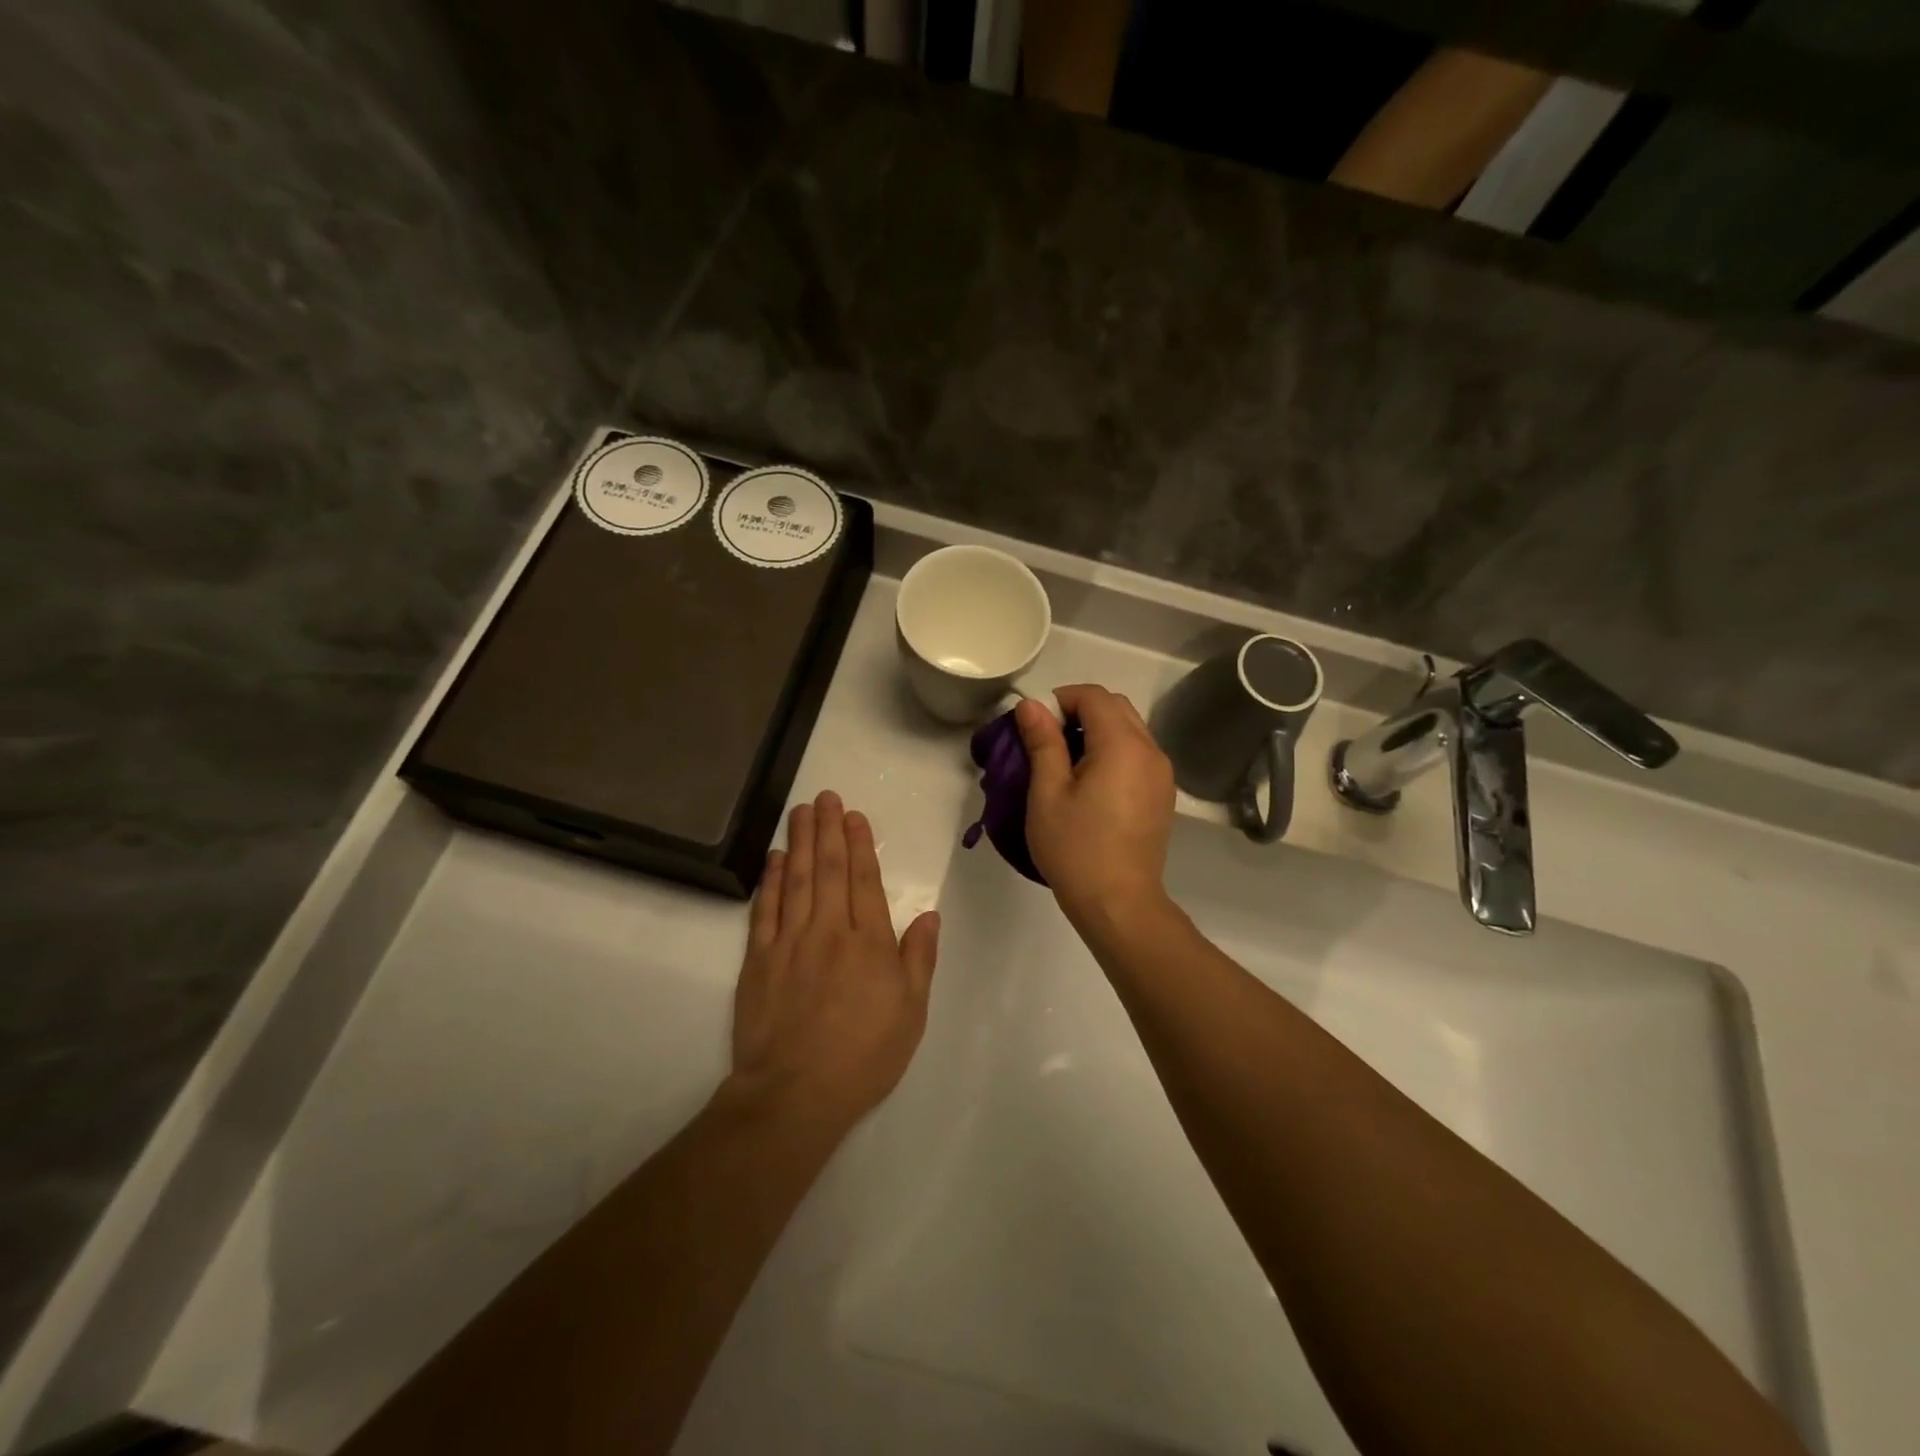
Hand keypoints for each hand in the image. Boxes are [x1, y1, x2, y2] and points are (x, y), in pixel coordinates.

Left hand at [728, 791, 939, 1130]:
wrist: (795, 1093)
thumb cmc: (864, 1056)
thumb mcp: (910, 1013)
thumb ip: (918, 959)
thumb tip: (928, 914)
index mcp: (869, 943)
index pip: (864, 881)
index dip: (860, 844)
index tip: (854, 815)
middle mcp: (829, 931)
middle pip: (828, 869)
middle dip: (828, 830)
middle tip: (824, 796)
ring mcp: (789, 942)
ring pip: (796, 880)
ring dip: (800, 842)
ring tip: (801, 811)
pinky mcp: (758, 960)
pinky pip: (765, 909)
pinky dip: (770, 880)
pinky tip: (775, 858)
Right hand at [1015, 686, 1175, 923]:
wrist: (1119, 903)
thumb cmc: (1075, 848)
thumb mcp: (1047, 793)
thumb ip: (1042, 742)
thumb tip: (1031, 705)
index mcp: (1122, 745)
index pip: (1094, 696)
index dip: (1061, 699)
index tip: (1035, 724)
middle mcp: (1151, 750)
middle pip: (1116, 707)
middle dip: (1080, 712)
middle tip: (1048, 742)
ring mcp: (1162, 774)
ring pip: (1130, 729)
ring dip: (1098, 731)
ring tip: (1067, 764)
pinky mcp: (1163, 794)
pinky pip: (1139, 754)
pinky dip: (1114, 751)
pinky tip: (1092, 784)